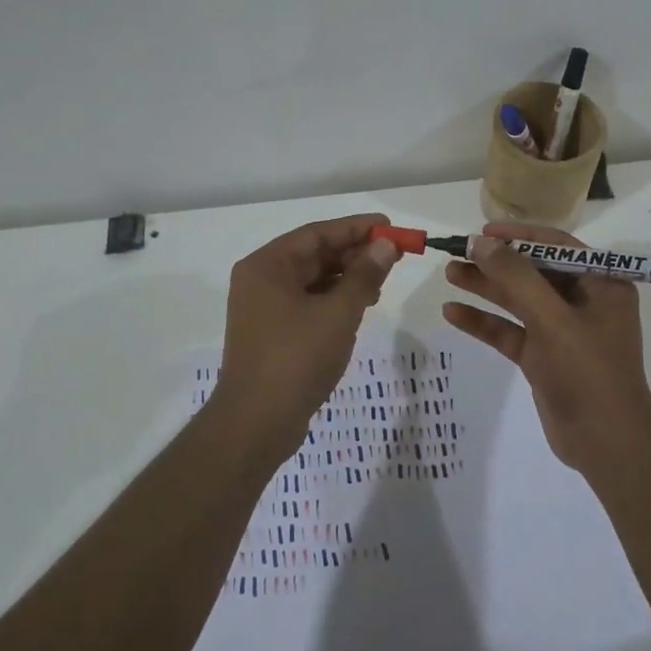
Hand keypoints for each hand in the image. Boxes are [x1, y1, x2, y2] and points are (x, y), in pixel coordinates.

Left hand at [215, 214, 402, 461]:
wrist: (256, 424)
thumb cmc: (296, 359)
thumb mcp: (338, 313)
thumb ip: (364, 275)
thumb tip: (385, 245)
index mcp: (267, 266)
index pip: (317, 233)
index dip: (356, 228)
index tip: (390, 227)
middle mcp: (261, 280)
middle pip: (314, 254)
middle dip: (354, 253)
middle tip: (394, 255)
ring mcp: (265, 308)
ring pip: (313, 279)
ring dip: (347, 277)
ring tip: (382, 281)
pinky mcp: (273, 332)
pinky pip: (308, 302)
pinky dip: (335, 299)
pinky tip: (361, 305)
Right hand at [441, 222, 650, 475]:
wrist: (605, 444)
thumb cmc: (588, 372)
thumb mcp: (552, 319)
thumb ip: (516, 278)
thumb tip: (480, 243)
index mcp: (602, 284)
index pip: (557, 246)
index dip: (519, 236)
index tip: (483, 232)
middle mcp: (584, 302)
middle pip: (533, 272)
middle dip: (496, 263)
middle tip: (457, 252)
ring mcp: (563, 331)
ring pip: (519, 301)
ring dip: (486, 288)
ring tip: (449, 274)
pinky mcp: (544, 358)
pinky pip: (511, 331)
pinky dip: (485, 322)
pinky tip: (453, 313)